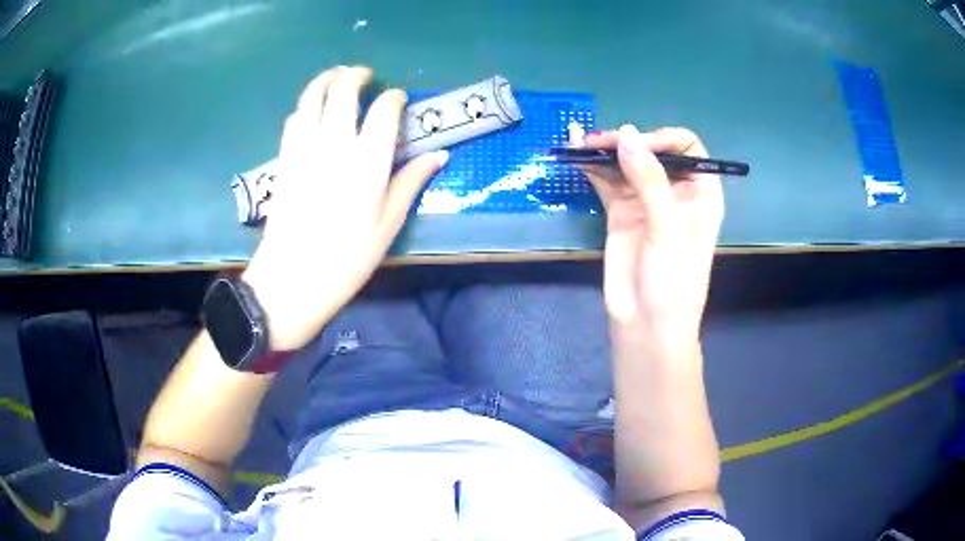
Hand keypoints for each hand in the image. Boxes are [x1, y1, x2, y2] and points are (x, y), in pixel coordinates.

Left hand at [242, 66, 447, 349]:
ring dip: (325, 79)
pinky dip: (305, 105)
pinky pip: (293, 118)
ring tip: (336, 76)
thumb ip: (411, 181)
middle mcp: (334, 143)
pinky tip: (311, 108)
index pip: (384, 109)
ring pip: (312, 96)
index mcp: (368, 160)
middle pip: (343, 89)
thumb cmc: (347, 258)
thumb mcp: (388, 224)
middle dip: (356, 75)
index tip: (398, 99)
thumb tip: (439, 155)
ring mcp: (304, 148)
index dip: (394, 98)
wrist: (293, 278)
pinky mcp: (284, 158)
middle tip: (365, 76)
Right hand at [581, 125, 723, 339]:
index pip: (687, 147)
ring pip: (627, 163)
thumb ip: (648, 179)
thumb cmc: (672, 280)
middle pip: (652, 150)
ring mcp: (646, 201)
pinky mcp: (621, 212)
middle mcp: (674, 191)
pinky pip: (608, 182)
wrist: (646, 325)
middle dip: (627, 141)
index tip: (635, 145)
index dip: (662, 139)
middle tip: (597, 142)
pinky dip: (594, 168)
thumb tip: (625, 133)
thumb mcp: (667, 228)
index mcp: (700, 192)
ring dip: (605, 151)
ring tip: (580, 143)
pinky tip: (577, 155)